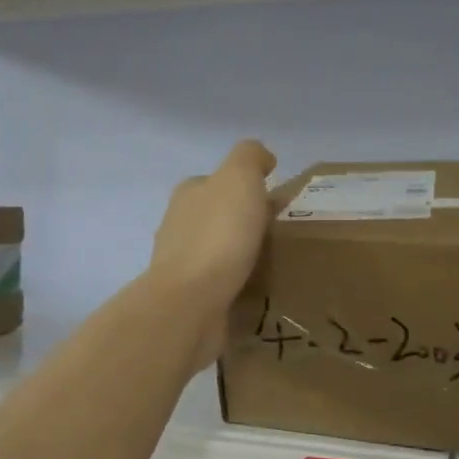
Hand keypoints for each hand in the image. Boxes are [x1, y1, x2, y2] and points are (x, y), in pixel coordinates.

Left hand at [147, 141, 275, 364]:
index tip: (275, 203)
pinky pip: (219, 284)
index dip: (246, 188)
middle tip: (279, 235)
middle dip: (243, 223)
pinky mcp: (189, 298)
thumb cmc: (218, 234)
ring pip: (217, 251)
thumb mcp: (239, 178)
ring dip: (239, 255)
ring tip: (274, 264)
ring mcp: (180, 264)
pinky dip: (235, 284)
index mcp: (188, 194)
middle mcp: (178, 225)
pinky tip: (256, 291)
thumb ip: (250, 158)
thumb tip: (262, 157)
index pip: (217, 182)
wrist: (191, 301)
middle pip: (216, 217)